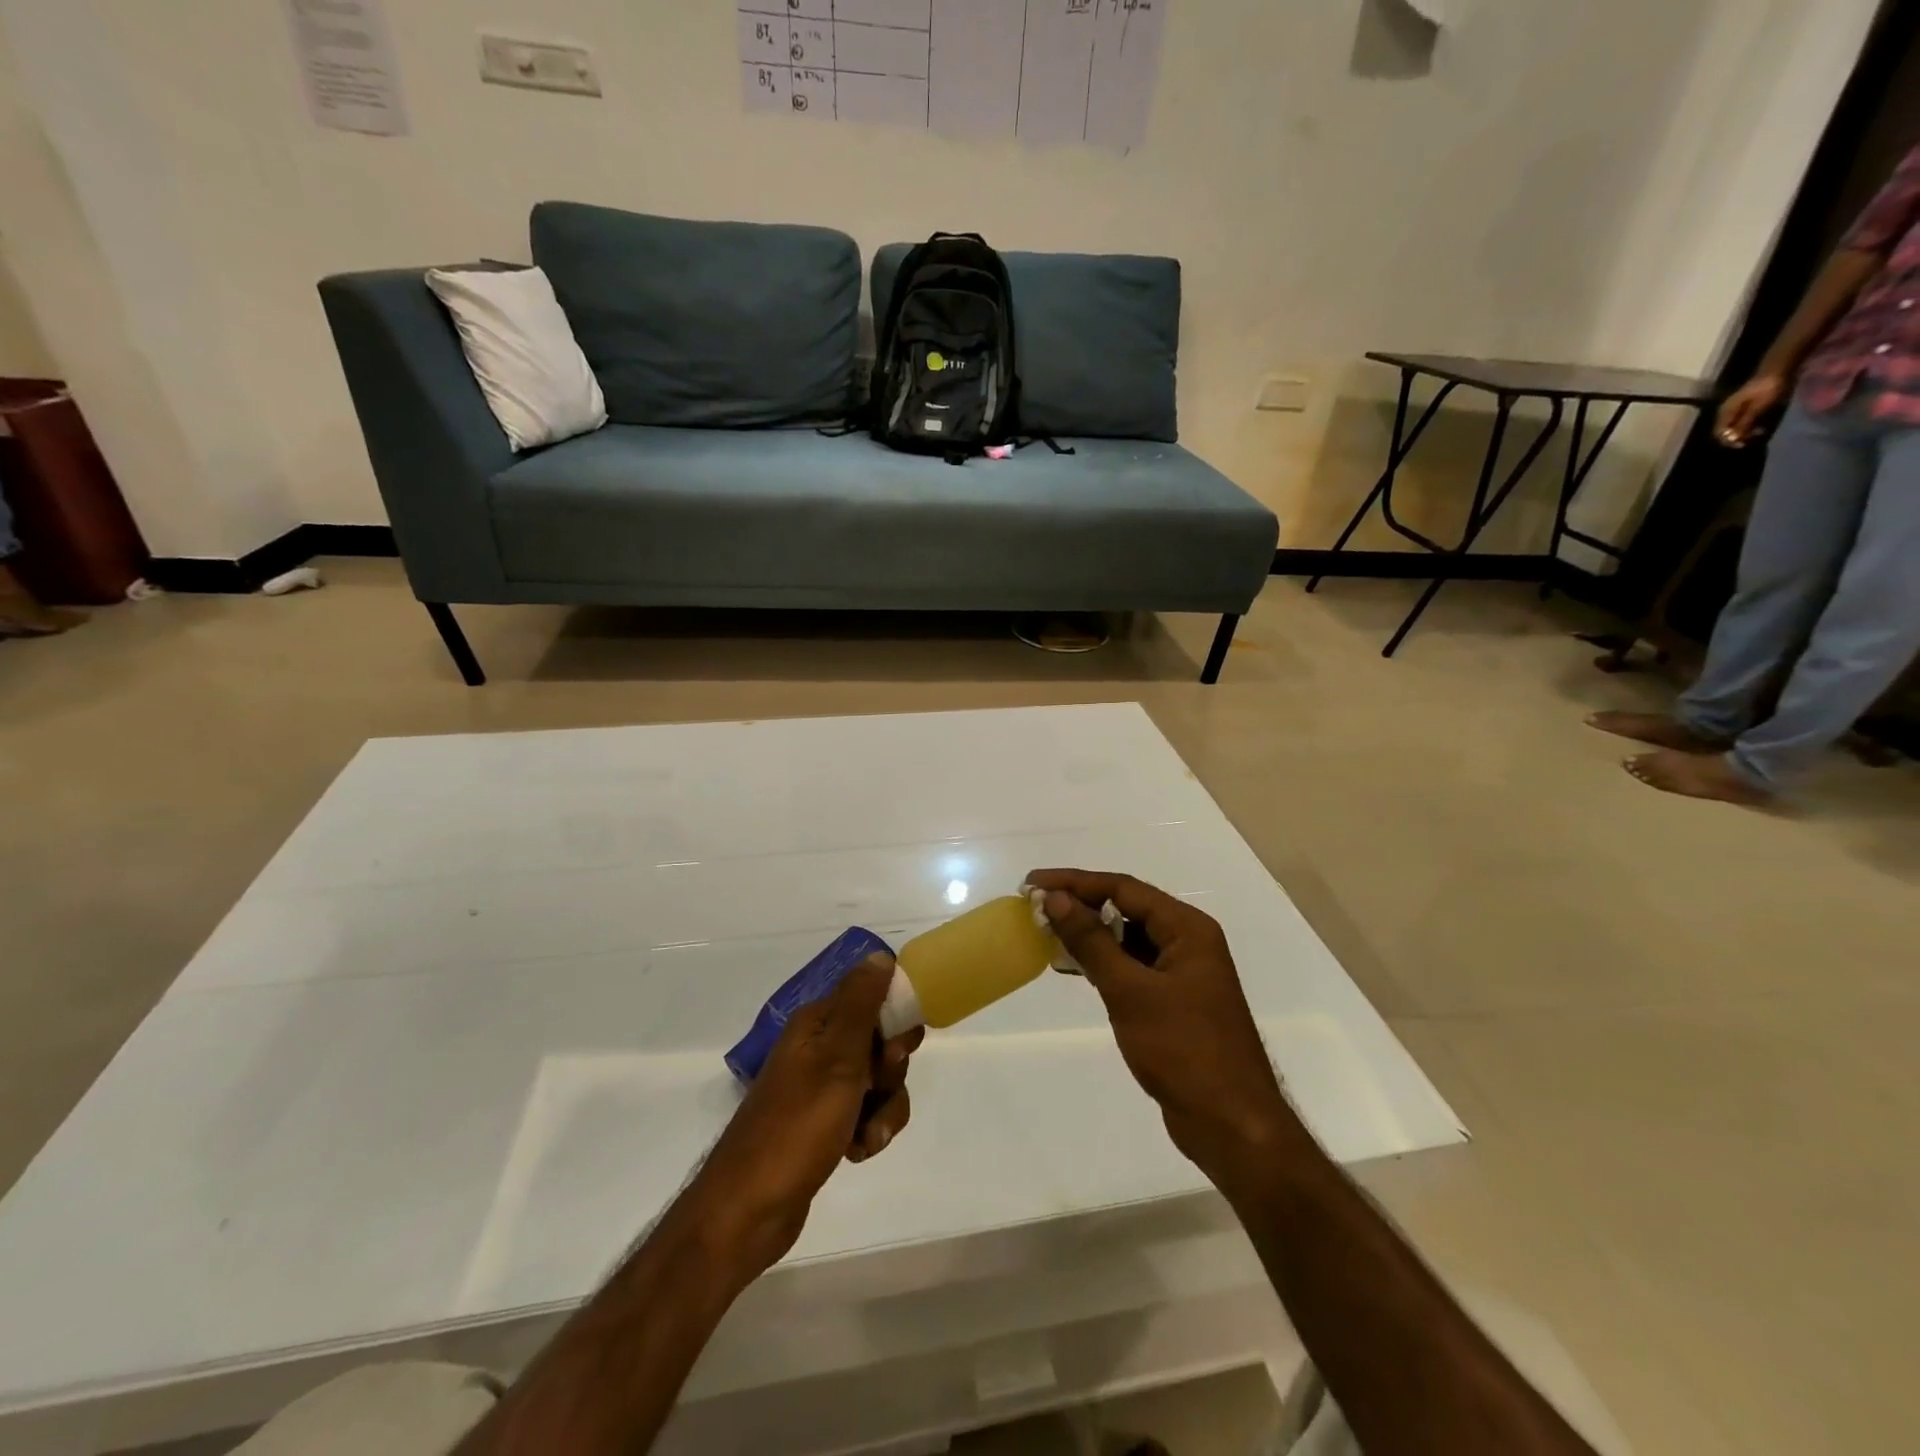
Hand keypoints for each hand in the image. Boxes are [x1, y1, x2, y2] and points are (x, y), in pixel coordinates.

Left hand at [687, 955, 920, 1277]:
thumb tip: (880, 955)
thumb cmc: (797, 1125)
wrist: (749, 1209)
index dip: (895, 1022)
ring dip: (883, 1109)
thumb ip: (861, 1005)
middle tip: (876, 1089)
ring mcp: (820, 1088)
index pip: (872, 999)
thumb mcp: (838, 1058)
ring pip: (879, 1083)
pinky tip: (856, 1152)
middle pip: (880, 1043)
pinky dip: (868, 1131)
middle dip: (891, 1072)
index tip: (897, 1051)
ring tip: (867, 1136)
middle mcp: (818, 1048)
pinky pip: (865, 1114)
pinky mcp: (824, 1123)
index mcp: (817, 1024)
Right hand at [1028, 869, 1291, 1189]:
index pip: (1124, 888)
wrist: (1230, 1124)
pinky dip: (1103, 963)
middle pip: (1127, 908)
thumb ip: (1091, 942)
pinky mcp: (1173, 1000)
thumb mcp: (1130, 991)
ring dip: (1089, 935)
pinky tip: (1073, 967)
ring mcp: (1182, 972)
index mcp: (1187, 929)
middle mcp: (1188, 942)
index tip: (1034, 884)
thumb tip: (1055, 899)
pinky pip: (1132, 967)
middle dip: (1080, 905)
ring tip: (1046, 933)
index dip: (1075, 882)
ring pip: (1128, 938)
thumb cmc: (1183, 1050)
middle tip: (1036, 907)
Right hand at [1716, 375, 1786, 446]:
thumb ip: (1744, 423)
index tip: (1743, 445)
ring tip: (1759, 433)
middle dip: (1738, 437)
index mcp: (1725, 412)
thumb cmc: (1768, 388)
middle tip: (1753, 439)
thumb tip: (1734, 439)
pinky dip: (1750, 425)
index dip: (1729, 441)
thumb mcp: (1757, 408)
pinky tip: (1760, 424)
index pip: (1719, 433)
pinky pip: (1742, 420)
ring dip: (1745, 431)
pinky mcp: (1746, 405)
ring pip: (1734, 425)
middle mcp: (1727, 412)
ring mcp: (1736, 408)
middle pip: (1726, 430)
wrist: (1780, 368)